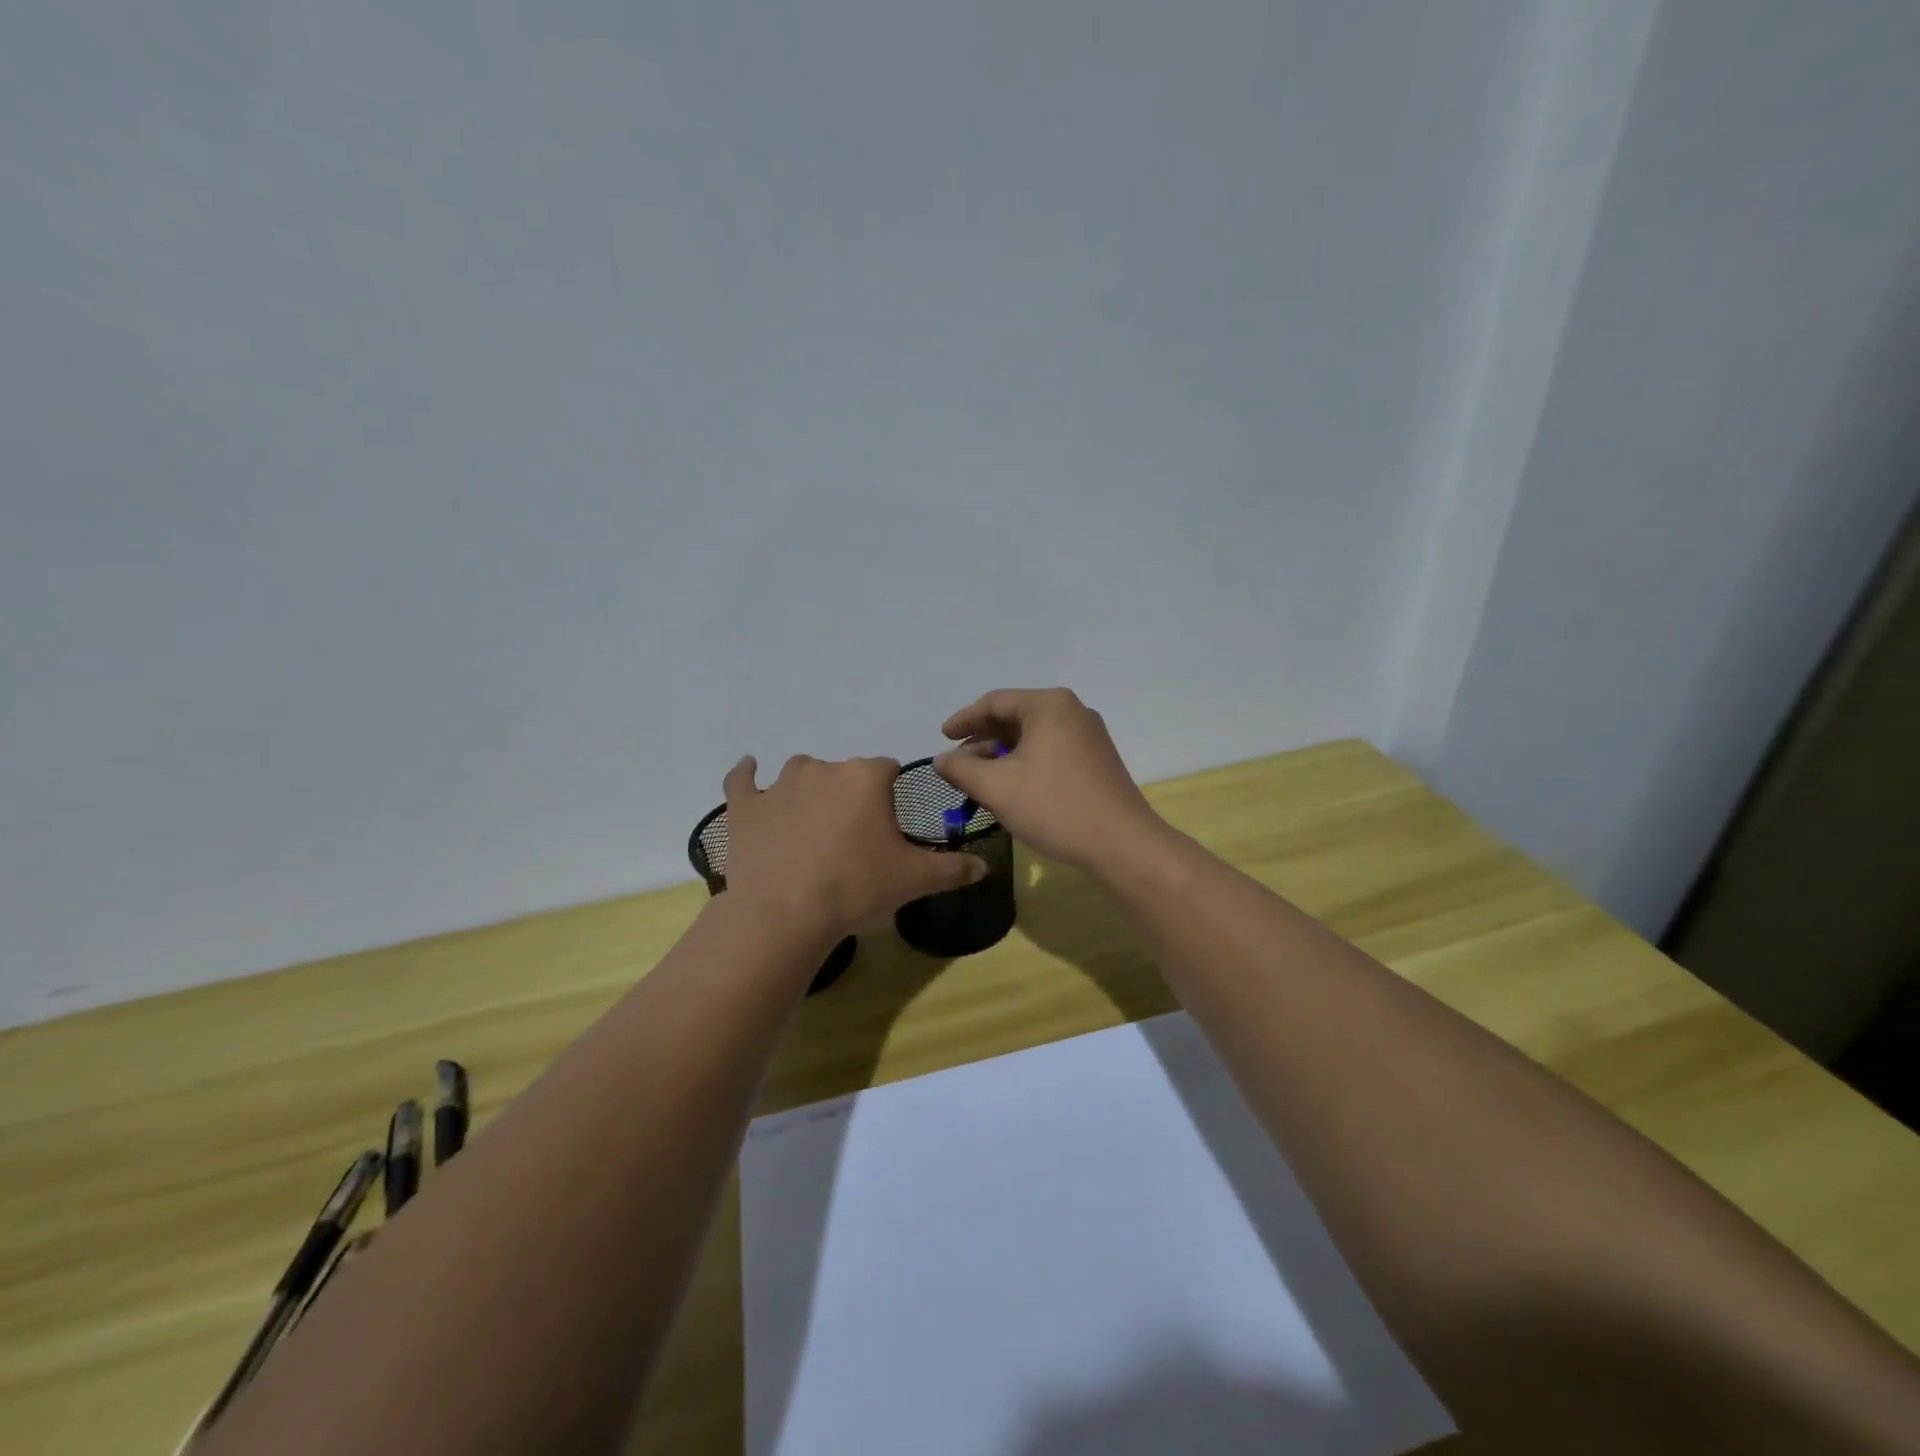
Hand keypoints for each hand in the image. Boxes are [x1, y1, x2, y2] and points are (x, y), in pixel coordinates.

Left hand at [720, 754, 986, 938]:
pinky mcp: (745, 806)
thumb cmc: (856, 888)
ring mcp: (779, 784)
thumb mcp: (914, 879)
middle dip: (851, 797)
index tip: (888, 824)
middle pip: (844, 773)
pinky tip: (747, 770)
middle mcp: (823, 768)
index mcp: (866, 777)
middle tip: (852, 839)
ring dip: (808, 790)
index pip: (887, 769)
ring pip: (800, 774)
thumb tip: (986, 867)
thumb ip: (953, 868)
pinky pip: (742, 780)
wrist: (785, 913)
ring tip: (810, 826)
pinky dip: (746, 776)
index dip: (890, 794)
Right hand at [932, 688, 1163, 873]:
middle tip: (957, 761)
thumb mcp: (996, 787)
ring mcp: (1089, 735)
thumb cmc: (1054, 806)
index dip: (963, 719)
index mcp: (1049, 705)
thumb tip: (941, 758)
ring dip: (1002, 754)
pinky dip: (1025, 762)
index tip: (941, 738)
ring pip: (1033, 736)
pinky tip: (1011, 786)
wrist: (1121, 844)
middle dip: (983, 739)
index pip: (995, 702)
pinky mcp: (1097, 759)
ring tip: (979, 778)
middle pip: (1015, 716)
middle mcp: (1072, 711)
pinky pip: (1050, 750)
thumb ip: (961, 768)